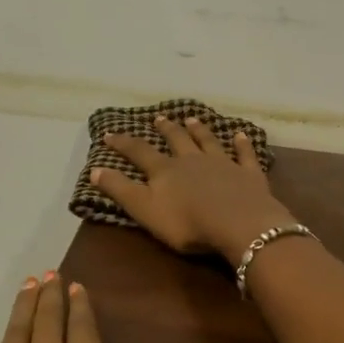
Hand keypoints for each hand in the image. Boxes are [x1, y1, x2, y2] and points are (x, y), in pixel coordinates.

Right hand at [93, 115, 296, 259]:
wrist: (238, 224)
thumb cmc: (187, 223)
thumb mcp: (145, 209)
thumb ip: (120, 190)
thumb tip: (95, 169)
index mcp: (165, 170)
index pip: (139, 152)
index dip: (123, 144)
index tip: (110, 134)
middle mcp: (192, 160)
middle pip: (177, 140)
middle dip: (166, 129)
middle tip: (159, 118)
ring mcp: (223, 164)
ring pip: (208, 142)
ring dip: (199, 130)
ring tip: (192, 119)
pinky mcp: (248, 174)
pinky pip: (244, 155)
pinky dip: (242, 144)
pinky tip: (242, 135)